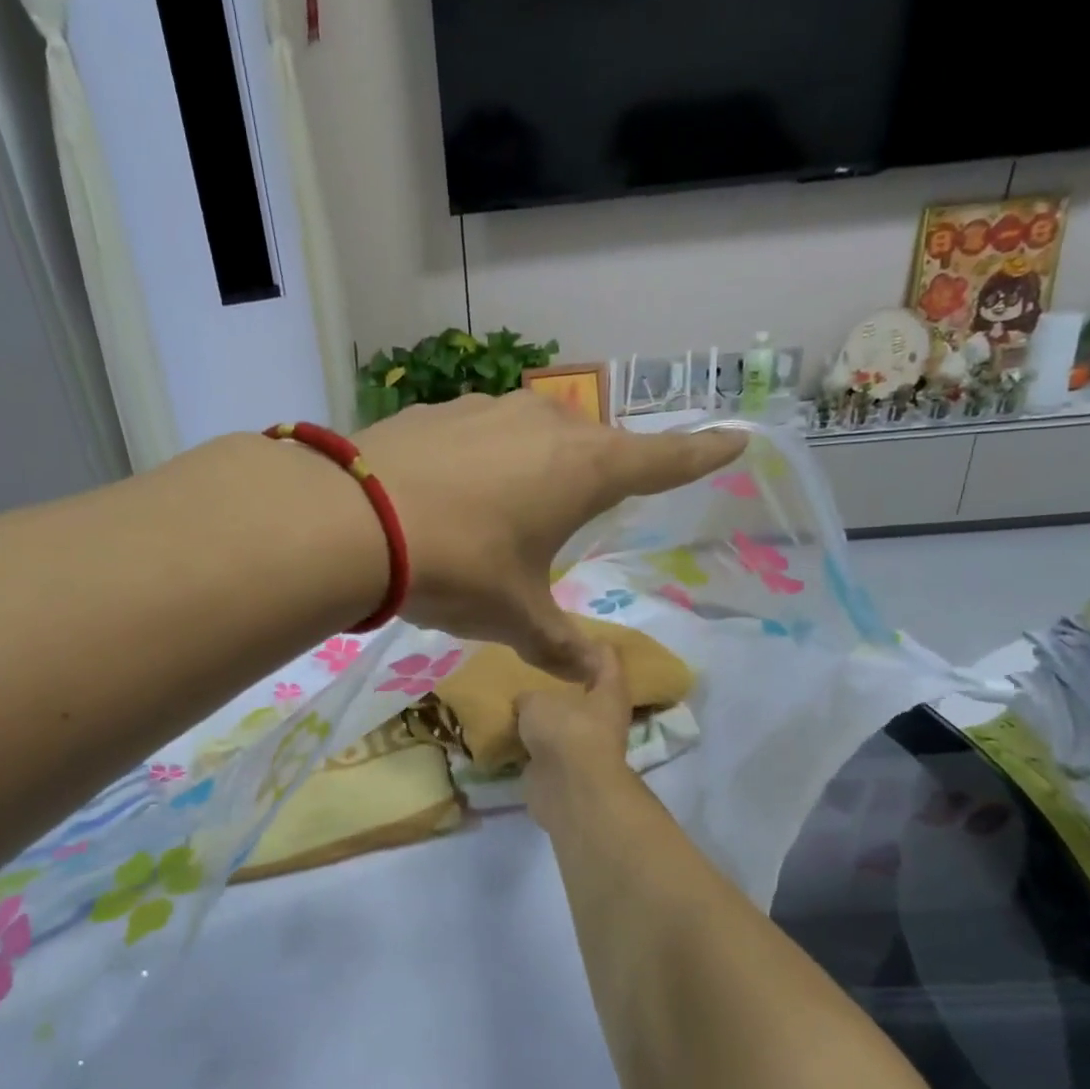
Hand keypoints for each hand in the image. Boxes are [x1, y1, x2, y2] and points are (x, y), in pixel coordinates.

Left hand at [358, 393, 745, 680]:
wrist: (353, 521)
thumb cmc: (458, 567)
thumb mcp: (515, 616)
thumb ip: (559, 645)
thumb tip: (596, 678)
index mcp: (584, 469)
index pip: (663, 460)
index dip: (701, 454)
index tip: (736, 438)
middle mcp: (546, 425)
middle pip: (594, 446)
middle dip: (599, 474)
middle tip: (588, 505)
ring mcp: (488, 410)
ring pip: (534, 435)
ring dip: (535, 465)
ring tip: (508, 506)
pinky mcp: (437, 411)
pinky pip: (479, 435)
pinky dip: (481, 460)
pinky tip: (452, 491)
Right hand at [515, 643, 636, 829]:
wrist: (568, 789)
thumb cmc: (565, 731)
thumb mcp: (536, 700)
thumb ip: (529, 697)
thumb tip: (525, 705)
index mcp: (609, 693)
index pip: (606, 659)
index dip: (592, 646)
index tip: (571, 636)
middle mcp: (603, 720)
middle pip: (585, 695)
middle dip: (561, 685)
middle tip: (533, 670)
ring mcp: (584, 749)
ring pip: (563, 725)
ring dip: (544, 719)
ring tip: (515, 701)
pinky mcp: (564, 772)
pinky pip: (544, 751)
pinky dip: (529, 745)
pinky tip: (508, 733)